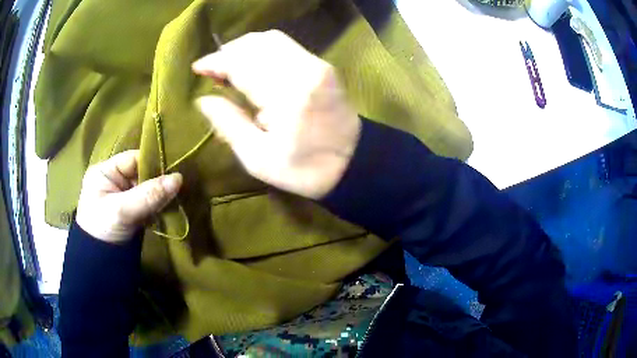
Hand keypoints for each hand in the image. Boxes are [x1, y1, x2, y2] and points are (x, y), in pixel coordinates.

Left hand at [76, 150, 182, 242]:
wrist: (99, 266)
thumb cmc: (103, 231)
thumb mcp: (122, 211)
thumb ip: (148, 194)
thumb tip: (178, 178)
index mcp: (105, 171)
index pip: (133, 159)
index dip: (153, 164)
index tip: (173, 174)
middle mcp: (113, 180)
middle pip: (142, 173)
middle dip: (158, 183)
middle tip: (176, 190)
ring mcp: (122, 196)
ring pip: (147, 189)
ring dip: (159, 197)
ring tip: (173, 202)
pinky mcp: (130, 211)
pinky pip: (148, 203)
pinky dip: (157, 207)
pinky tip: (166, 210)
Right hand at [192, 30, 360, 199]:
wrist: (354, 163)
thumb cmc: (305, 170)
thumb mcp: (258, 159)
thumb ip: (229, 124)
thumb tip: (204, 100)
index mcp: (287, 96)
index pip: (243, 64)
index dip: (216, 62)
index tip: (198, 68)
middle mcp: (304, 70)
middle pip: (257, 44)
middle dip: (228, 52)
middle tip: (213, 71)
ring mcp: (317, 64)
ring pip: (272, 40)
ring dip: (245, 48)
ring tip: (229, 67)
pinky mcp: (322, 65)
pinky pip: (286, 46)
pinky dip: (262, 50)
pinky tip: (252, 65)